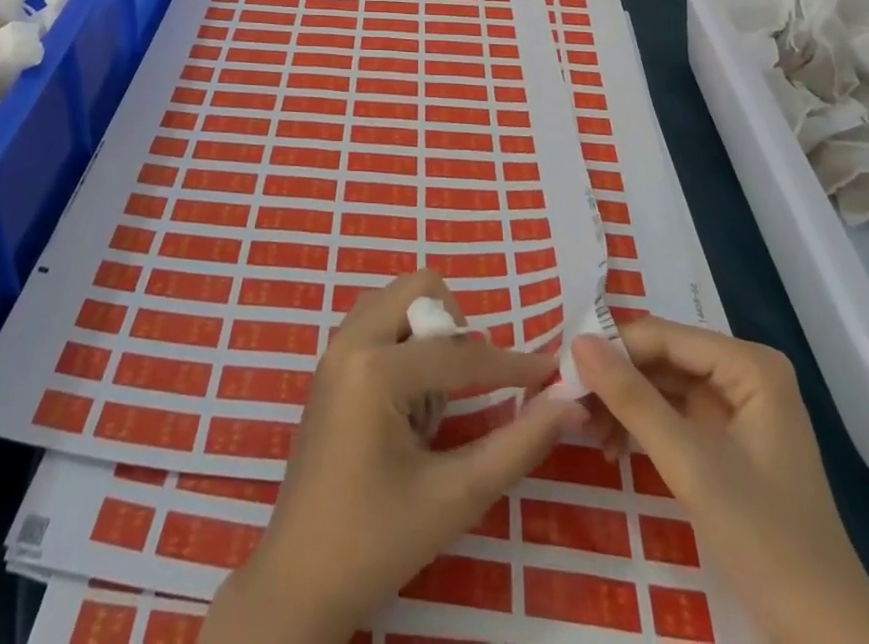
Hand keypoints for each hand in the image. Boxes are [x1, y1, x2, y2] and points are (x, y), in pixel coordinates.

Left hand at [203, 270, 585, 643]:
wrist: (300, 579)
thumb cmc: (377, 540)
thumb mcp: (456, 497)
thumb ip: (517, 445)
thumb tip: (568, 405)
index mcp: (375, 368)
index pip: (460, 352)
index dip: (513, 365)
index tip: (553, 372)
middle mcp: (350, 340)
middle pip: (421, 289)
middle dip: (456, 331)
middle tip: (468, 390)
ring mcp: (335, 348)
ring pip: (398, 300)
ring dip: (429, 334)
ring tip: (434, 403)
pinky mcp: (330, 364)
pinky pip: (379, 322)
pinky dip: (406, 343)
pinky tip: (410, 404)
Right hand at [574, 318, 868, 643]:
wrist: (827, 639)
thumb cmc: (766, 541)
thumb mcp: (690, 465)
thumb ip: (632, 398)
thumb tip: (577, 340)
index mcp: (749, 365)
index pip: (662, 336)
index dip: (611, 349)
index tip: (562, 370)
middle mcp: (744, 373)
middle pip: (661, 358)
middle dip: (614, 379)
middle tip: (566, 402)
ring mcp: (738, 408)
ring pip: (662, 385)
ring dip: (622, 404)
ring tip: (581, 428)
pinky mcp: (728, 441)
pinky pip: (673, 414)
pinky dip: (641, 427)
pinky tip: (610, 446)